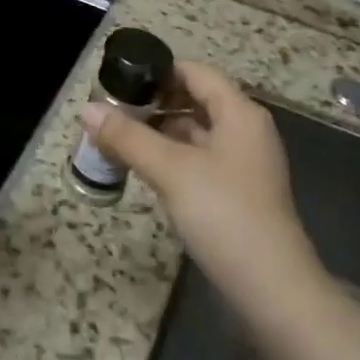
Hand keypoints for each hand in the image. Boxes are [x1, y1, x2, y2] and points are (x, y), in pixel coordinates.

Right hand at [80, 60, 314, 298]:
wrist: (272, 290)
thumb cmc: (224, 214)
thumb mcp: (170, 170)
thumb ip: (128, 137)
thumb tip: (87, 109)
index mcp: (239, 113)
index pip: (196, 72)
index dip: (159, 69)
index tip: (121, 78)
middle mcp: (246, 131)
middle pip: (196, 99)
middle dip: (155, 101)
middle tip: (114, 109)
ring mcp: (244, 164)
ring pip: (197, 131)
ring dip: (161, 130)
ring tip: (120, 136)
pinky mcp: (238, 192)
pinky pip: (201, 159)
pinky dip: (173, 156)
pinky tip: (145, 167)